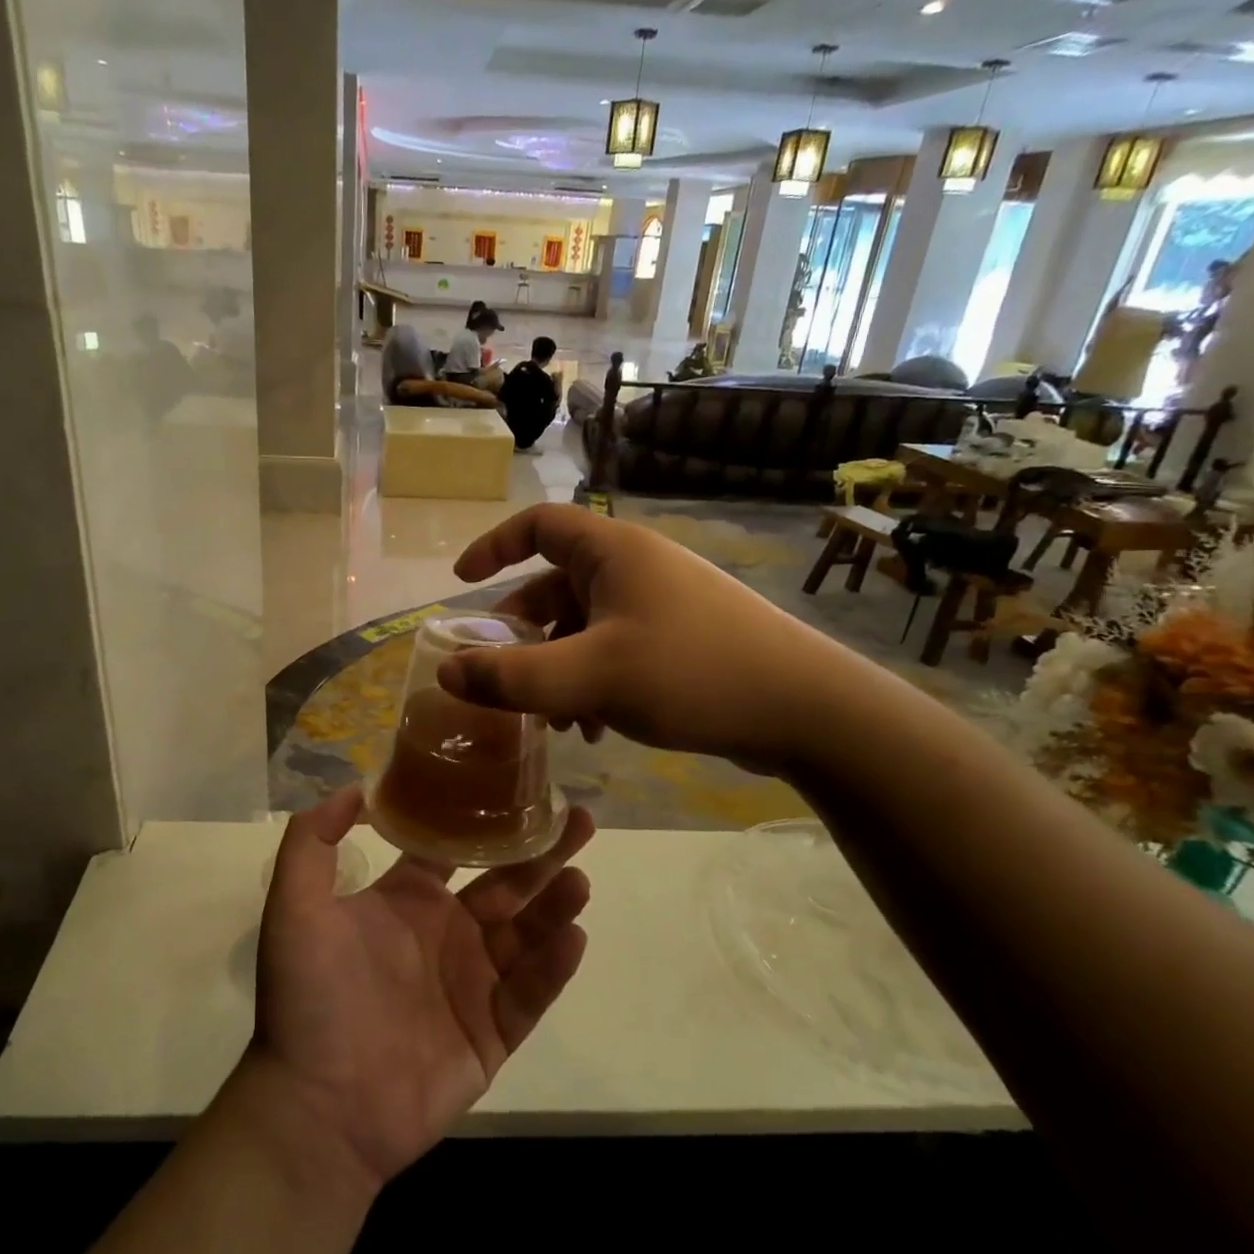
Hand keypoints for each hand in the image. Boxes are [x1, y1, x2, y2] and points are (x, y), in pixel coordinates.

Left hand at [249, 786, 592, 1187]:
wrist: (317, 1106)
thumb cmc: (309, 997)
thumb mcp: (295, 905)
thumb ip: (312, 840)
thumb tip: (357, 786)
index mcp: (408, 902)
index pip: (456, 851)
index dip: (484, 821)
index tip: (517, 792)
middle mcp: (446, 934)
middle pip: (506, 885)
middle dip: (542, 854)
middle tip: (579, 821)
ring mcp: (472, 984)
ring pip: (527, 934)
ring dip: (555, 904)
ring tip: (580, 877)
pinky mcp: (491, 1033)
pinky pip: (530, 993)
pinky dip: (553, 966)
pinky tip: (573, 936)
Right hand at [436, 504, 853, 772]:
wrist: (806, 709)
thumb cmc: (691, 672)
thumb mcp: (591, 677)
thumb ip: (513, 677)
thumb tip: (448, 673)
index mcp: (613, 552)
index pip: (539, 525)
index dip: (495, 547)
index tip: (462, 584)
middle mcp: (636, 568)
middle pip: (556, 585)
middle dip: (524, 634)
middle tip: (501, 676)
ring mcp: (662, 604)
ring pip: (585, 626)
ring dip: (558, 668)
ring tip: (554, 721)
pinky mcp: (682, 639)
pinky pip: (615, 650)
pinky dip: (593, 682)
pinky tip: (596, 729)